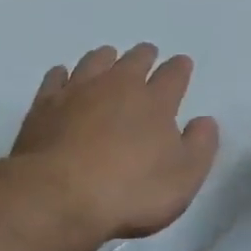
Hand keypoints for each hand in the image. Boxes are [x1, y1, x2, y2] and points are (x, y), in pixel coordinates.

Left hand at [8, 42, 219, 244]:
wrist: (59, 196)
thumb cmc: (130, 191)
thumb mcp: (183, 178)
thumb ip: (200, 146)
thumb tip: (205, 121)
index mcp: (155, 101)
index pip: (173, 74)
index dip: (180, 68)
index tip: (182, 64)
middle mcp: (118, 85)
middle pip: (134, 60)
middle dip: (144, 56)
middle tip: (147, 55)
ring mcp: (78, 91)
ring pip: (95, 61)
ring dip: (105, 58)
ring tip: (108, 59)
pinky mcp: (45, 104)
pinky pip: (56, 77)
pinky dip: (63, 74)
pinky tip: (64, 77)